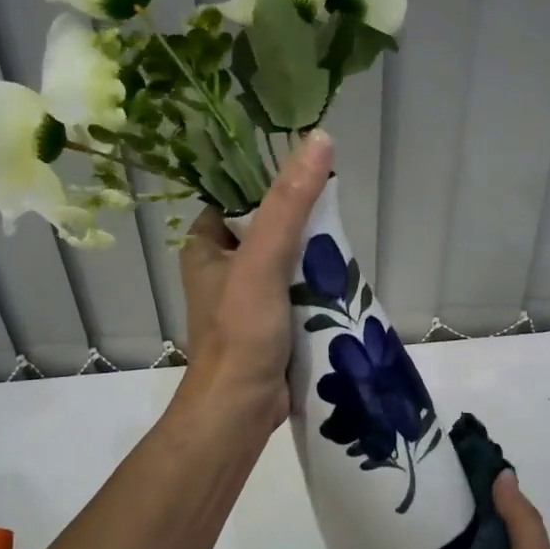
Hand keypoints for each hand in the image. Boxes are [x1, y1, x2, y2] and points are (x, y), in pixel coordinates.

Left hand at [177, 130, 333, 430]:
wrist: (240, 409)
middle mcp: (222, 266)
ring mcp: (246, 297)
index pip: (240, 196)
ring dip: (313, 254)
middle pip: (269, 227)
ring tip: (344, 242)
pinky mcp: (269, 322)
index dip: (273, 182)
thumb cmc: (241, 330)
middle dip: (302, 222)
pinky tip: (341, 278)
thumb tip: (320, 139)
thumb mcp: (263, 259)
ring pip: (286, 260)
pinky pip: (296, 290)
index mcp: (205, 245)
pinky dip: (316, 285)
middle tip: (337, 211)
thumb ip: (290, 203)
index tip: (312, 172)